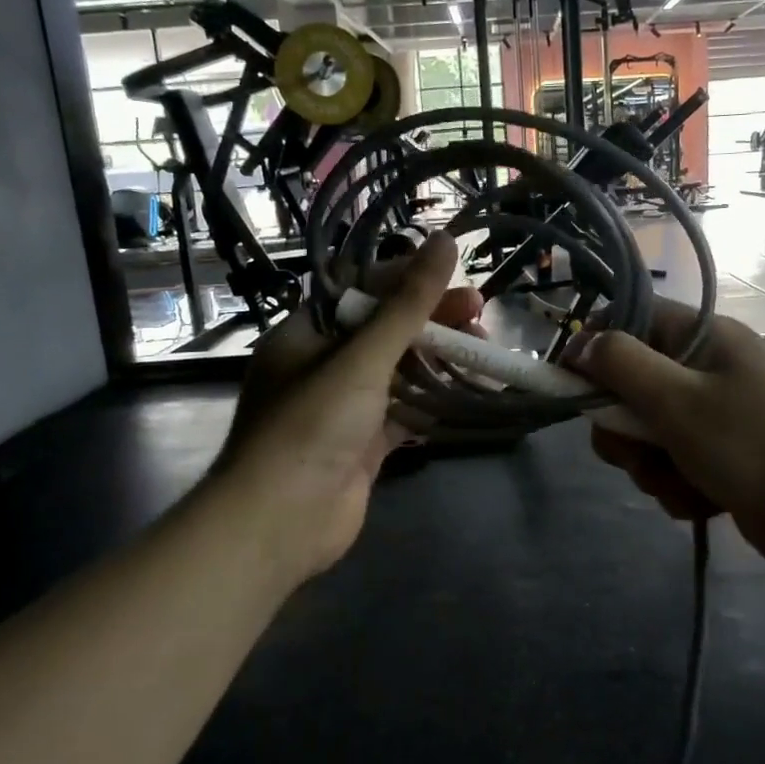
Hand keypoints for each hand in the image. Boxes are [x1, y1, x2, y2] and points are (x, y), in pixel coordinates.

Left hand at [211, 233, 481, 583]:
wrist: (281, 521)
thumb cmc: (312, 425)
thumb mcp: (362, 357)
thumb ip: (407, 304)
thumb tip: (443, 242)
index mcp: (306, 334)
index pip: (362, 291)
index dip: (409, 280)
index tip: (454, 276)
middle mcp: (322, 366)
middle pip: (385, 331)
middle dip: (432, 321)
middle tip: (480, 314)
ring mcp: (343, 408)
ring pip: (398, 373)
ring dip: (438, 361)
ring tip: (483, 351)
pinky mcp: (362, 445)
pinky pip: (402, 413)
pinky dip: (432, 403)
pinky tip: (468, 393)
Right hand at [566, 304, 764, 588]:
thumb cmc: (753, 446)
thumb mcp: (677, 400)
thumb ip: (621, 365)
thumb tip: (580, 344)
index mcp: (704, 339)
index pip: (632, 321)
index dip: (597, 348)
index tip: (573, 385)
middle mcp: (708, 371)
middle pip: (632, 386)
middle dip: (624, 428)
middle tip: (635, 451)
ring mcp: (717, 417)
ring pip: (648, 434)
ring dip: (651, 466)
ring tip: (678, 483)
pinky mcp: (721, 459)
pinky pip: (673, 465)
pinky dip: (678, 487)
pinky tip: (701, 502)